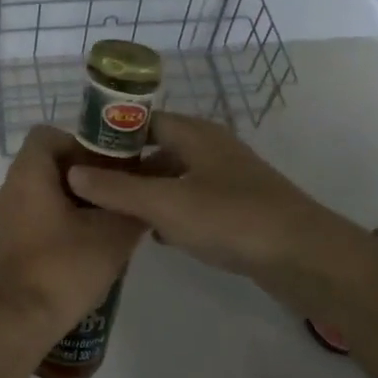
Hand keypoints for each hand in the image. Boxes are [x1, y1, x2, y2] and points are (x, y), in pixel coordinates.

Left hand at [0, 126, 149, 337]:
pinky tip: (87, 247)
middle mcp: (11, 188)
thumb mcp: (112, 235)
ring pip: (44, 192)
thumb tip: (148, 192)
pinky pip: (37, 216)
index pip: (49, 135)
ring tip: (108, 221)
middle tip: (116, 193)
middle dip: (85, 174)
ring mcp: (7, 217)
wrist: (18, 322)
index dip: (81, 143)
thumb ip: (133, 207)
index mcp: (29, 174)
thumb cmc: (63, 268)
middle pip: (49, 163)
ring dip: (76, 200)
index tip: (108, 166)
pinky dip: (61, 221)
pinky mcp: (9, 243)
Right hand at [64, 113, 363, 281]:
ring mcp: (227, 178)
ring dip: (147, 192)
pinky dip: (171, 211)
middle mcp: (210, 147)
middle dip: (125, 167)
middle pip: (156, 148)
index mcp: (194, 133)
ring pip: (174, 176)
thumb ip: (116, 190)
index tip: (80, 156)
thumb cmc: (231, 218)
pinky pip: (192, 200)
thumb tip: (72, 173)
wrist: (305, 257)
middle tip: (91, 189)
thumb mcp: (165, 204)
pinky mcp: (238, 207)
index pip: (141, 120)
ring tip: (114, 214)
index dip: (110, 134)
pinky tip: (156, 235)